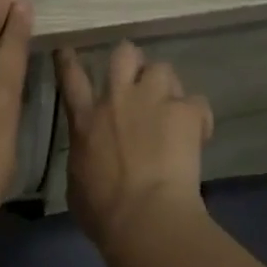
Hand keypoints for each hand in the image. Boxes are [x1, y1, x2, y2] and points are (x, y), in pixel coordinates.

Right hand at [53, 42, 213, 250]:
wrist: (146, 217)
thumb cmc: (103, 211)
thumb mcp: (77, 182)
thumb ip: (83, 157)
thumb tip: (90, 154)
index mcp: (86, 120)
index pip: (71, 78)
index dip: (68, 60)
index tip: (68, 50)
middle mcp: (118, 99)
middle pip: (124, 54)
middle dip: (131, 60)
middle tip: (138, 76)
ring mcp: (153, 100)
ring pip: (162, 68)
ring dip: (166, 84)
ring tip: (172, 104)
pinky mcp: (185, 111)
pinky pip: (196, 101)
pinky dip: (197, 116)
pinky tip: (198, 132)